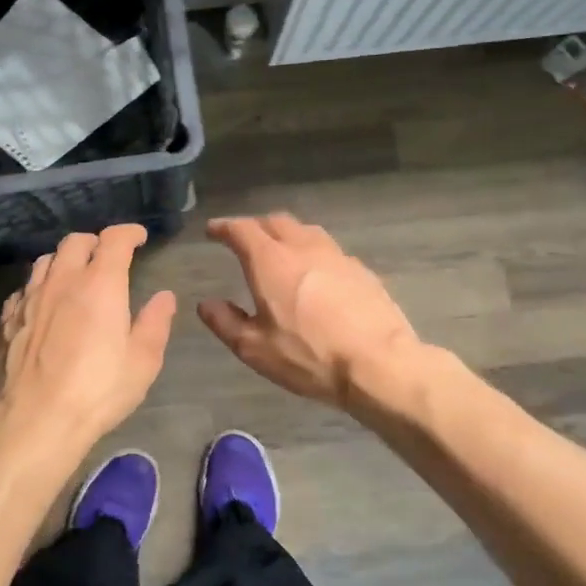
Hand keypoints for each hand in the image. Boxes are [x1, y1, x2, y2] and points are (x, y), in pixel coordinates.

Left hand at [0, 224, 175, 468]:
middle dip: (95, 242)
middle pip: (75, 242)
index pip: (114, 239)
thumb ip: (155, 323)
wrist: (34, 421)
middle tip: (106, 257)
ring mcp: (30, 298)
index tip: (138, 237)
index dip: (128, 232)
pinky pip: (24, 288)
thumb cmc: (97, 391)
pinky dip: (40, 287)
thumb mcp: (142, 362)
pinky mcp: (8, 319)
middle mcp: (62, 281)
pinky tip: (45, 305)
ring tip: (75, 276)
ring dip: (64, 260)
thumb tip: (164, 297)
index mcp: (100, 284)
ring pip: (46, 260)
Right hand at [199, 214, 421, 411]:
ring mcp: (336, 256)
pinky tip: (316, 274)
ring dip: (287, 234)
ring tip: (281, 250)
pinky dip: (313, 253)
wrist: (379, 363)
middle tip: (245, 239)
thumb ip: (226, 323)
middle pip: (276, 222)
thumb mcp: (255, 348)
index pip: (241, 230)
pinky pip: (329, 251)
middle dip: (256, 226)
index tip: (213, 230)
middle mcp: (303, 247)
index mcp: (271, 261)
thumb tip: (206, 304)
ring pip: (306, 231)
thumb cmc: (309, 356)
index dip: (224, 227)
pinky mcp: (361, 270)